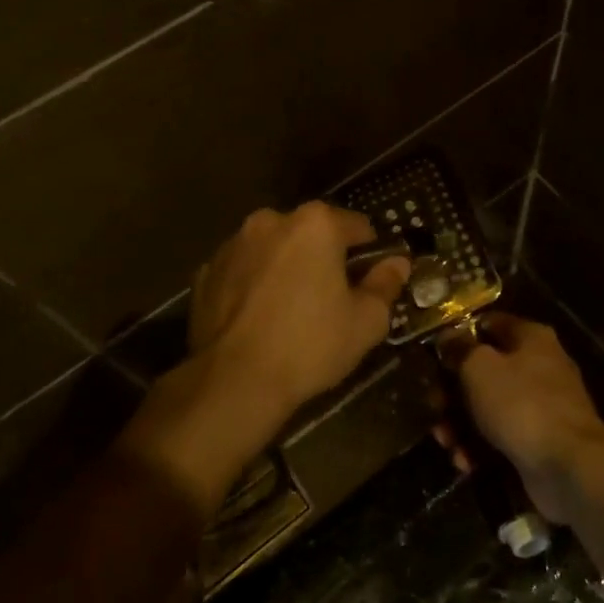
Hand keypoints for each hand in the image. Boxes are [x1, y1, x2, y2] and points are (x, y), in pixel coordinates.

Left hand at [187, 202, 409, 414]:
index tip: (370, 283)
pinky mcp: (206, 272)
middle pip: (312, 234)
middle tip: (332, 301)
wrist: (234, 382)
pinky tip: (259, 320)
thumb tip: (397, 263)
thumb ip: (386, 284)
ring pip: (274, 250)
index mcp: (315, 224)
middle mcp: (271, 220)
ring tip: (291, 313)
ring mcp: (233, 244)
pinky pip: (243, 272)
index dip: (370, 255)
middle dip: (324, 258)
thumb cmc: (310, 345)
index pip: (358, 227)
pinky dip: (254, 285)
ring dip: (286, 268)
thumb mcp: (366, 321)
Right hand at [438, 313, 603, 524]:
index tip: (434, 352)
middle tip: (432, 406)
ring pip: (491, 407)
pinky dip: (481, 448)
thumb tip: (448, 337)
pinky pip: (502, 437)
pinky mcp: (540, 442)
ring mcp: (542, 407)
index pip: (490, 324)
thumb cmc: (521, 404)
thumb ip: (460, 349)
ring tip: (444, 441)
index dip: (460, 336)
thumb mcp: (479, 368)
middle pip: (487, 370)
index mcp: (531, 338)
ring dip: (462, 424)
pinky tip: (465, 462)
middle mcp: (540, 367)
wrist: (568, 467)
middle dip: (454, 391)